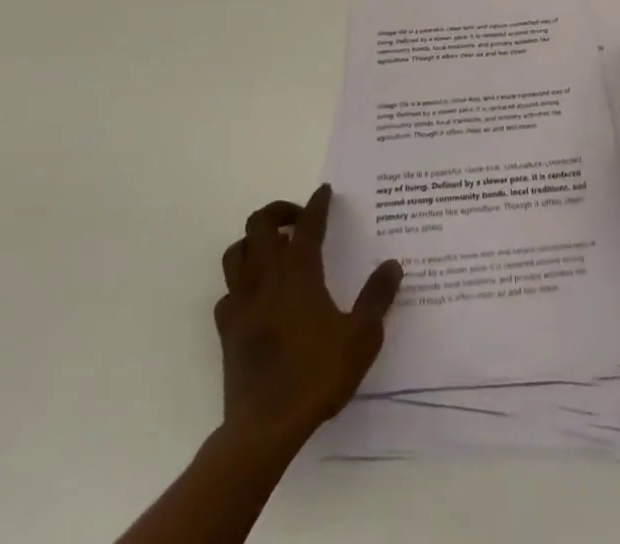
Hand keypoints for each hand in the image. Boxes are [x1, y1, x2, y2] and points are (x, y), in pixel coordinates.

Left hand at [214, 184, 401, 449]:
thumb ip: (377, 297)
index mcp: (299, 272)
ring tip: (273, 250)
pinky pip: (228, 292)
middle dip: (279, 212)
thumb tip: (392, 264)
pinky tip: (255, 296)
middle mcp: (266, 277)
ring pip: (236, 252)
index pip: (307, 224)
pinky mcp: (227, 330)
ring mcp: (241, 302)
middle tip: (299, 220)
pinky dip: (240, 284)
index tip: (325, 192)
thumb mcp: (361, 337)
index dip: (317, 204)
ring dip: (254, 242)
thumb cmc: (316, 375)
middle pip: (259, 224)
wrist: (264, 427)